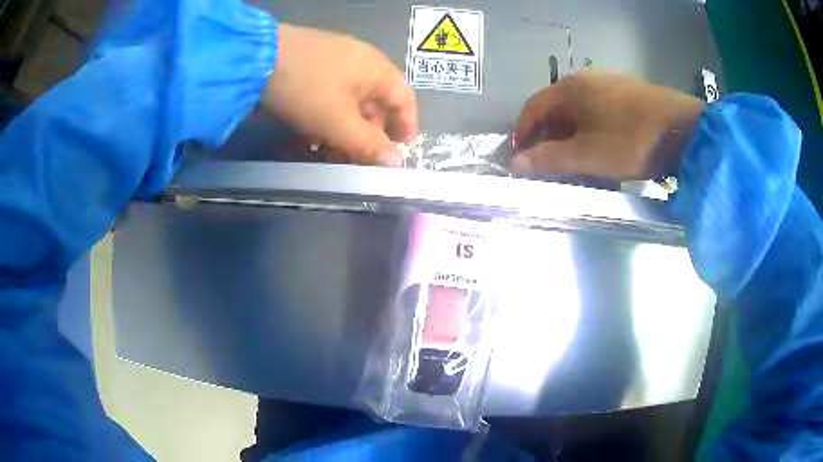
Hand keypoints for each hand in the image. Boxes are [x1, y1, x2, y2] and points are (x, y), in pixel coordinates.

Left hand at [263, 24, 417, 166]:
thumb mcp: (339, 122)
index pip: (405, 101)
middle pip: (377, 105)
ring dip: (346, 132)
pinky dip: (329, 118)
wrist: (257, 59)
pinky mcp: (314, 67)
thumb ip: (368, 145)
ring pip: (351, 103)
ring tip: (331, 155)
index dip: (406, 129)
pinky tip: (314, 136)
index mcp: (378, 70)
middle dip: (368, 137)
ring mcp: (337, 62)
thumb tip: (396, 164)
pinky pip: (331, 96)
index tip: (399, 156)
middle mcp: (363, 63)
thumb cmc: (307, 89)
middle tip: (356, 163)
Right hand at [512, 72, 705, 177]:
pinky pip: (599, 112)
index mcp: (569, 89)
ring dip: (571, 136)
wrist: (683, 129)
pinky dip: (591, 131)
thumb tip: (515, 164)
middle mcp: (586, 80)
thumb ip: (549, 159)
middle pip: (555, 109)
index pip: (532, 109)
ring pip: (579, 112)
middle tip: (550, 165)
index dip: (522, 134)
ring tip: (577, 162)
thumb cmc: (630, 140)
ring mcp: (609, 84)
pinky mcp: (628, 94)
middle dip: (547, 138)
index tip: (520, 159)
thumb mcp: (587, 155)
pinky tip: (602, 149)